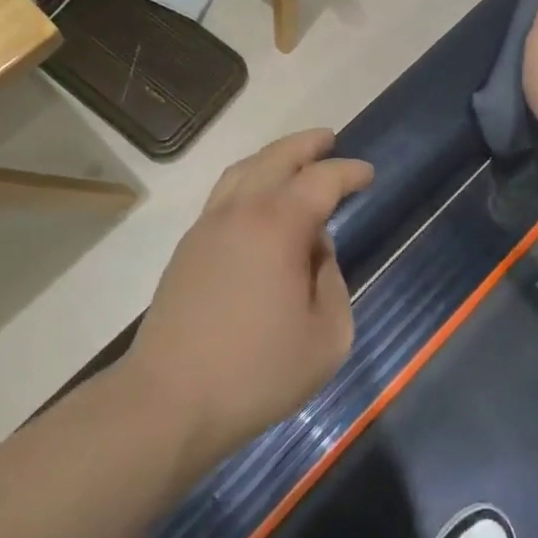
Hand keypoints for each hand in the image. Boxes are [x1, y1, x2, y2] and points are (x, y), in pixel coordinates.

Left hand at [126, 130, 373, 467]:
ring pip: (242, 170)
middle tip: (329, 139)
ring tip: (294, 160)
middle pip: (275, 158)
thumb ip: (332, 282)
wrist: (170, 398)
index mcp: (278, 224)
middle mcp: (240, 210)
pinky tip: (258, 201)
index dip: (348, 172)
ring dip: (272, 157)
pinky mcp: (188, 246)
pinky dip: (248, 180)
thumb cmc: (257, 371)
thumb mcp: (326, 337)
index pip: (321, 180)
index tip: (367, 174)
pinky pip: (224, 194)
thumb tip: (315, 252)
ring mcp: (207, 225)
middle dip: (306, 145)